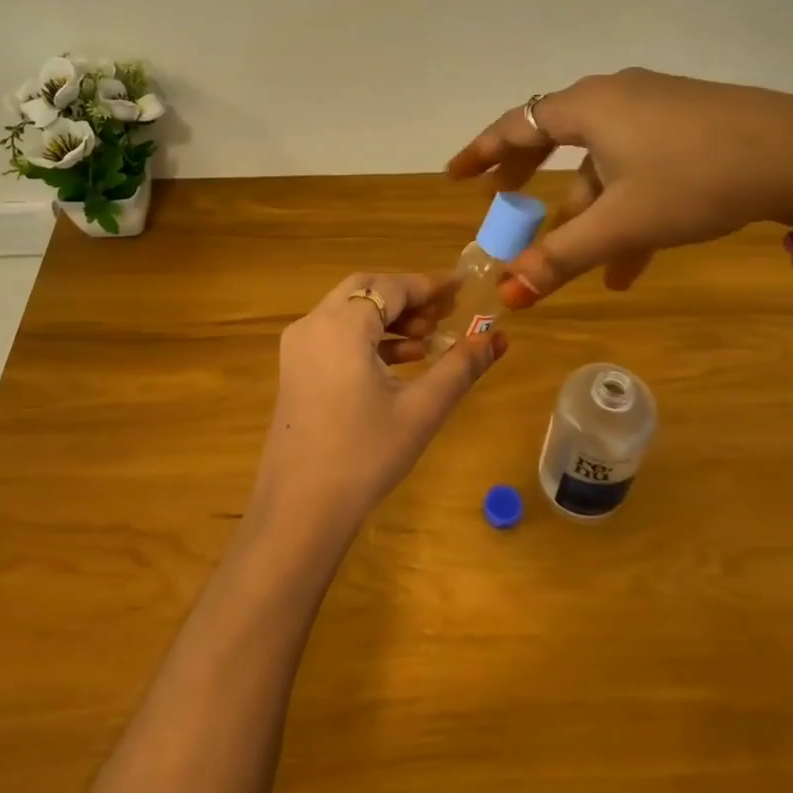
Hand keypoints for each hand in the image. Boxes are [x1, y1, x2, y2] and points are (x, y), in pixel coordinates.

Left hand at [249, 273, 507, 547]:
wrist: (301, 508)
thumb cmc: (364, 455)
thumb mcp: (421, 409)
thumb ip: (460, 367)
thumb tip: (497, 338)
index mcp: (341, 325)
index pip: (391, 287)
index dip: (429, 285)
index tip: (463, 288)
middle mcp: (313, 324)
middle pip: (365, 288)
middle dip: (407, 297)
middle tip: (446, 313)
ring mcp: (299, 346)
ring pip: (348, 310)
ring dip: (388, 316)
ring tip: (430, 339)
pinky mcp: (295, 368)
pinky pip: (335, 334)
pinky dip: (368, 336)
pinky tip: (401, 360)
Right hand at [447, 69, 792, 304]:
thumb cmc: (697, 179)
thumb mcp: (623, 223)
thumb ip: (561, 256)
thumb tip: (506, 295)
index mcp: (589, 107)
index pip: (517, 125)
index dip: (482, 152)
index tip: (456, 174)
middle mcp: (615, 96)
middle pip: (555, 137)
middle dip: (529, 178)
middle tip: (504, 204)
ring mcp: (655, 107)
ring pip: (602, 161)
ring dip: (587, 210)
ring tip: (585, 265)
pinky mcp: (688, 123)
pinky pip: (637, 163)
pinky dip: (624, 205)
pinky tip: (632, 261)